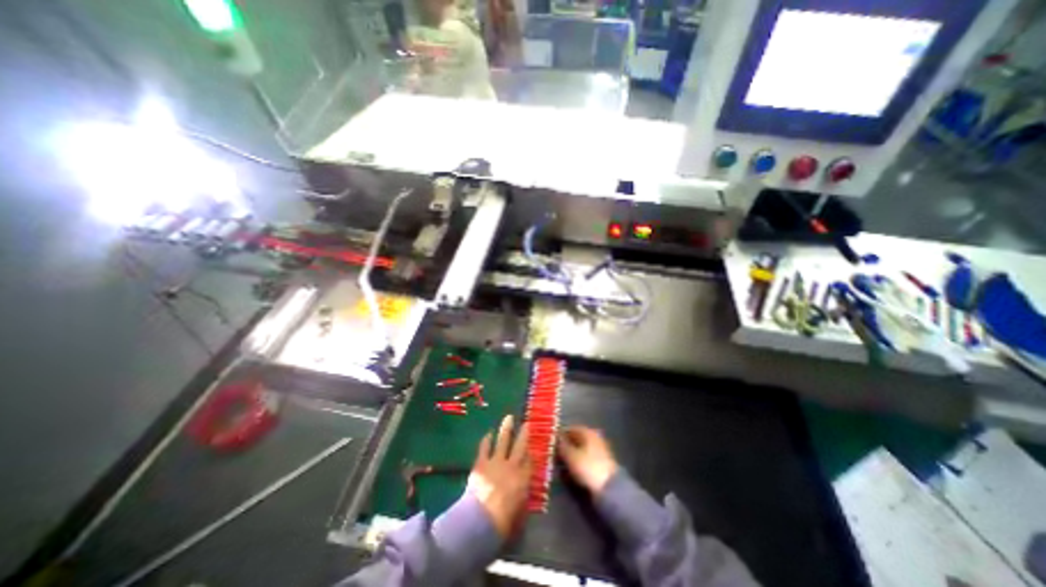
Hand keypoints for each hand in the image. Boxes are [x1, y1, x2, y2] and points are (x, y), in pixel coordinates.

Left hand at [468, 412, 530, 535]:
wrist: (481, 519)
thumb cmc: (503, 522)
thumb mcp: (519, 514)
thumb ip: (522, 500)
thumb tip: (523, 494)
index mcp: (523, 478)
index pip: (529, 461)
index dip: (531, 453)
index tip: (532, 447)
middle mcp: (512, 465)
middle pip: (520, 446)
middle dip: (523, 433)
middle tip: (526, 422)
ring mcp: (496, 462)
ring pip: (503, 440)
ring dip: (506, 428)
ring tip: (509, 417)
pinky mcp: (482, 463)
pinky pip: (485, 447)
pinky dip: (487, 440)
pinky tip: (488, 433)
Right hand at [560, 426, 613, 494]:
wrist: (609, 488)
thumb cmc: (587, 467)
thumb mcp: (570, 456)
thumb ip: (562, 445)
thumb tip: (556, 438)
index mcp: (587, 431)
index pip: (571, 429)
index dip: (561, 435)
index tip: (553, 443)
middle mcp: (595, 436)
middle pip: (578, 438)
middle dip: (568, 444)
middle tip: (557, 453)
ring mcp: (601, 448)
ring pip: (583, 447)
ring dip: (574, 453)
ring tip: (564, 462)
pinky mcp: (604, 461)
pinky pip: (588, 457)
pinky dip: (581, 460)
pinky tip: (576, 467)